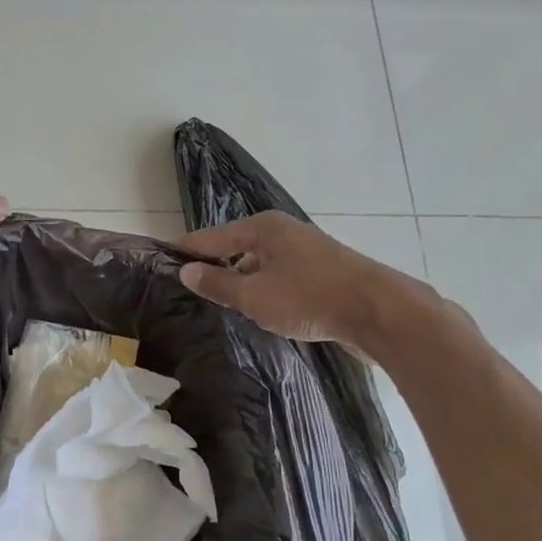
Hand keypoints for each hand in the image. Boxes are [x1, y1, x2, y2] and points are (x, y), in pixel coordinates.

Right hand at [175, 211, 436, 354]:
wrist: (379, 313)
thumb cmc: (309, 298)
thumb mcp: (254, 295)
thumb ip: (218, 284)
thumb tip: (186, 271)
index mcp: (262, 228)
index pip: (210, 237)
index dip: (186, 250)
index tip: (162, 260)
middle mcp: (283, 232)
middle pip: (236, 247)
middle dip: (213, 266)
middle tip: (186, 287)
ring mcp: (305, 251)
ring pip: (260, 264)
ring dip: (241, 281)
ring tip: (218, 302)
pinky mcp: (322, 272)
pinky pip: (280, 276)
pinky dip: (264, 289)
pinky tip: (258, 309)